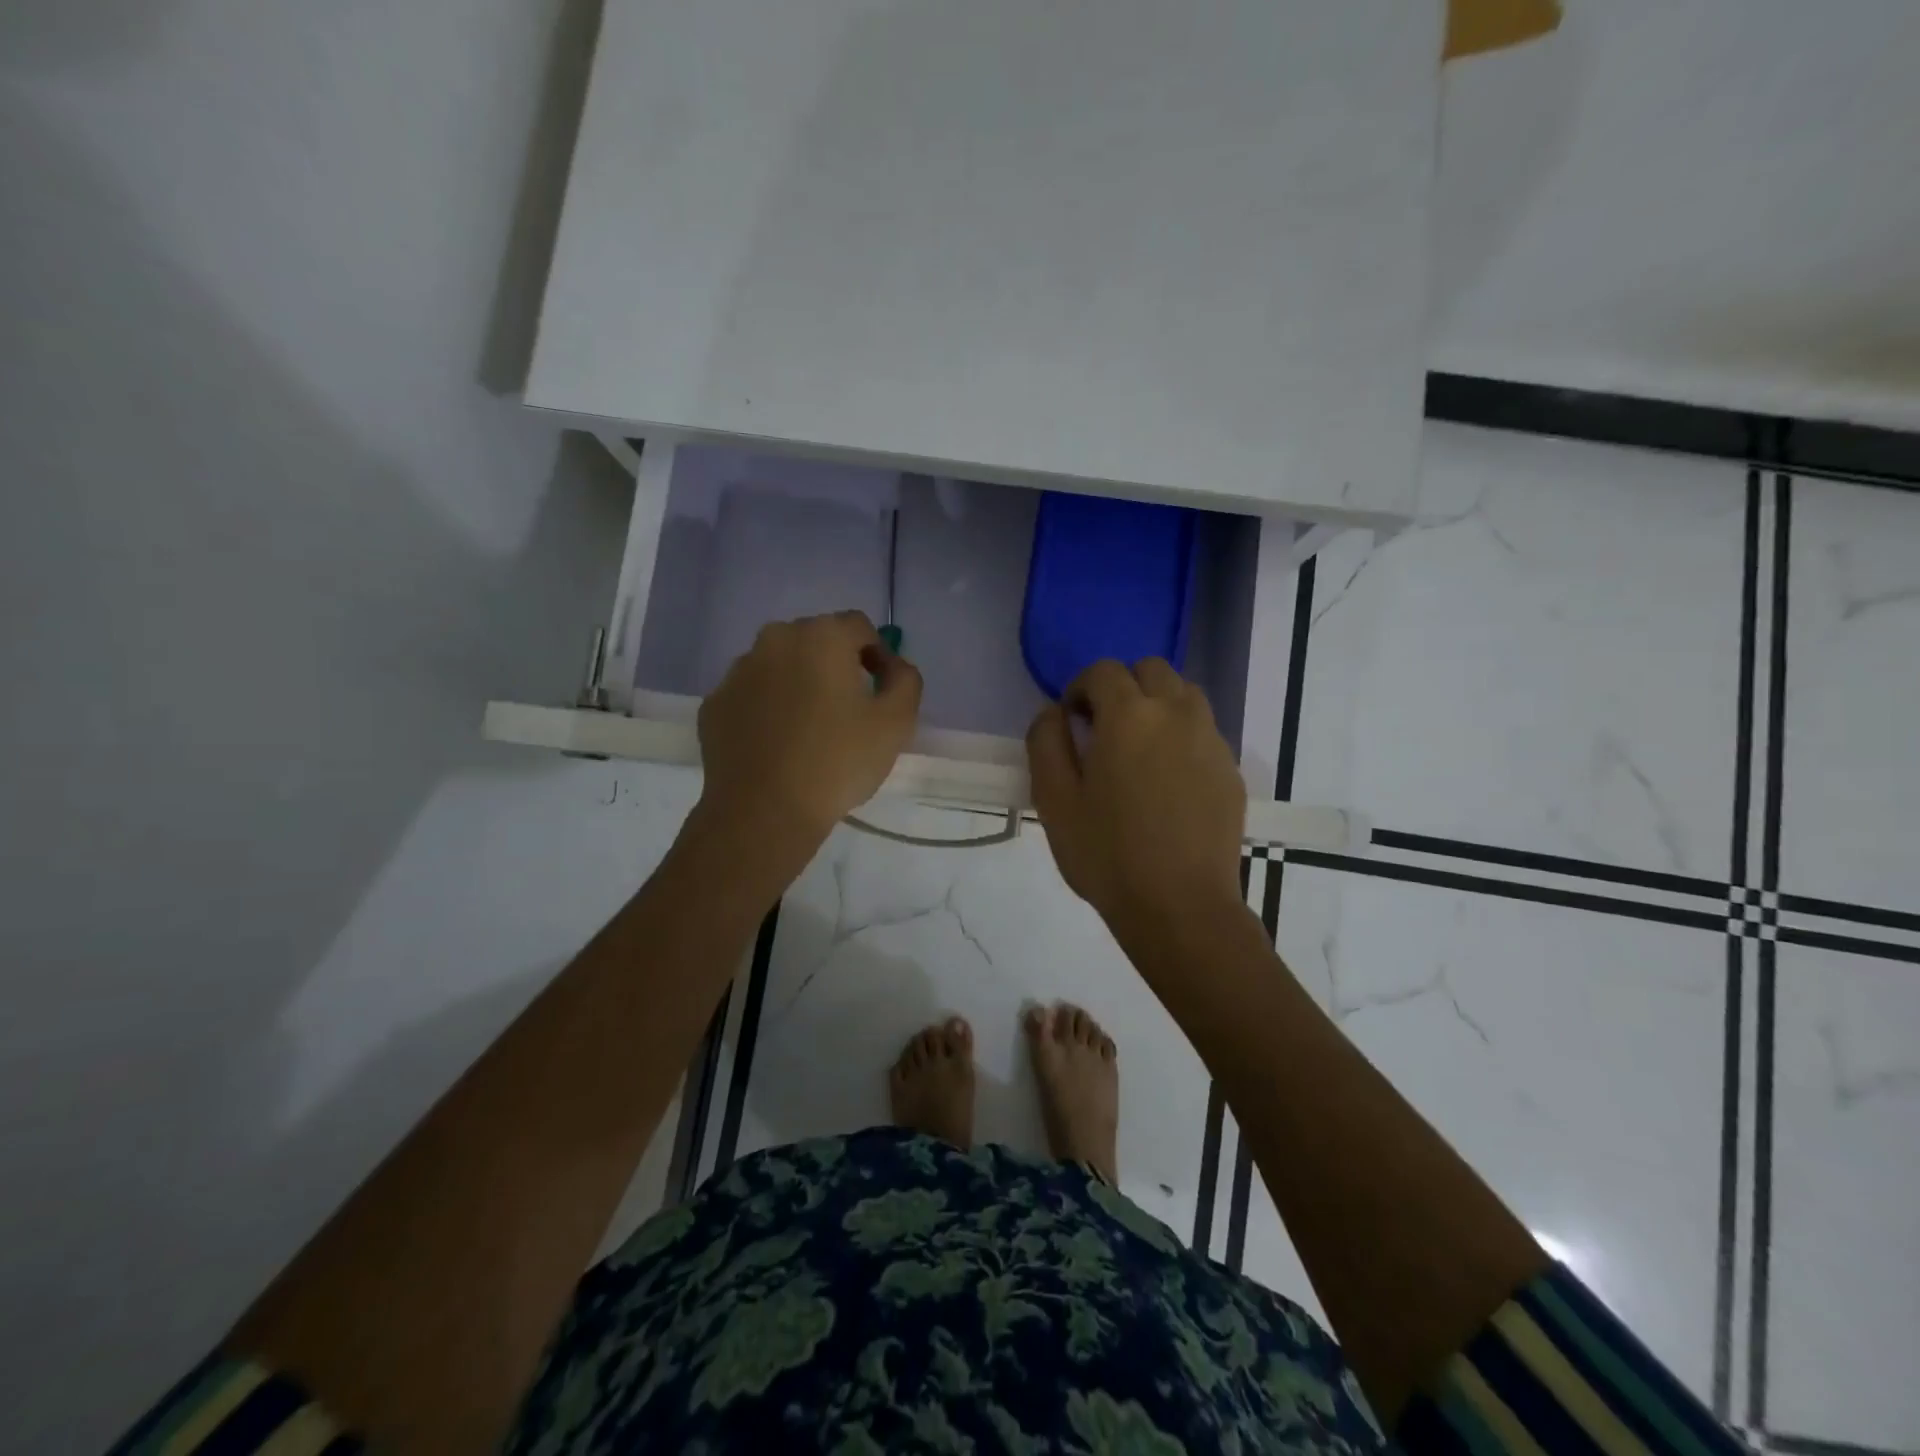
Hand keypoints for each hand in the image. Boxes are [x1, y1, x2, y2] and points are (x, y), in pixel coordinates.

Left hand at [695, 611, 922, 858]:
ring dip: (798, 684)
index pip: (859, 627)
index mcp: (821, 636)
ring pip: (779, 666)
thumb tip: (893, 666)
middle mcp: (774, 640)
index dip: (878, 655)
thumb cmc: (837, 762)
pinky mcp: (714, 704)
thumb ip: (905, 680)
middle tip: (848, 710)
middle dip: (835, 665)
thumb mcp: (896, 722)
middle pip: (816, 641)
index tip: (882, 691)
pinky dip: (767, 708)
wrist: (763, 812)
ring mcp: (737, 672)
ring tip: (810, 729)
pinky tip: (778, 745)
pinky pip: (751, 695)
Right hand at [1026, 659, 1245, 939]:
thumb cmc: (1107, 854)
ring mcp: (1210, 740)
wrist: (1180, 907)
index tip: (1071, 720)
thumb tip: (1053, 712)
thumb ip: (1046, 742)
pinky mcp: (1230, 769)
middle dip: (1122, 687)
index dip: (1080, 688)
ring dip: (1157, 705)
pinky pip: (1203, 731)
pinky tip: (1168, 780)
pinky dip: (1182, 735)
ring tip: (1140, 748)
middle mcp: (1176, 713)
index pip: (1103, 671)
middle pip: (1150, 670)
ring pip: (1184, 694)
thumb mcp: (1053, 800)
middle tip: (1104, 729)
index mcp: (1129, 715)